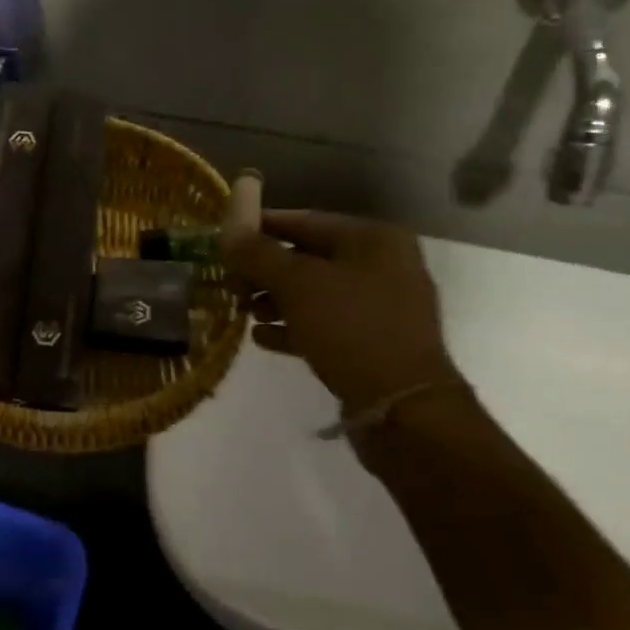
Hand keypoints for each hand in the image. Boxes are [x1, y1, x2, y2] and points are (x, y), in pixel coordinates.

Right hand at [223, 211, 471, 463]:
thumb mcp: (297, 284)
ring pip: (316, 293)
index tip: (225, 238)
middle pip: (310, 258)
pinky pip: (327, 325)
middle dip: (266, 270)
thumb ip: (259, 254)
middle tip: (230, 283)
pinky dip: (295, 327)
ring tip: (243, 313)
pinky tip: (262, 339)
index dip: (262, 226)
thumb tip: (228, 231)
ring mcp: (383, 307)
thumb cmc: (352, 329)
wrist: (404, 409)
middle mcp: (383, 265)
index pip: (305, 220)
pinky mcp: (376, 344)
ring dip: (276, 301)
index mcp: (373, 239)